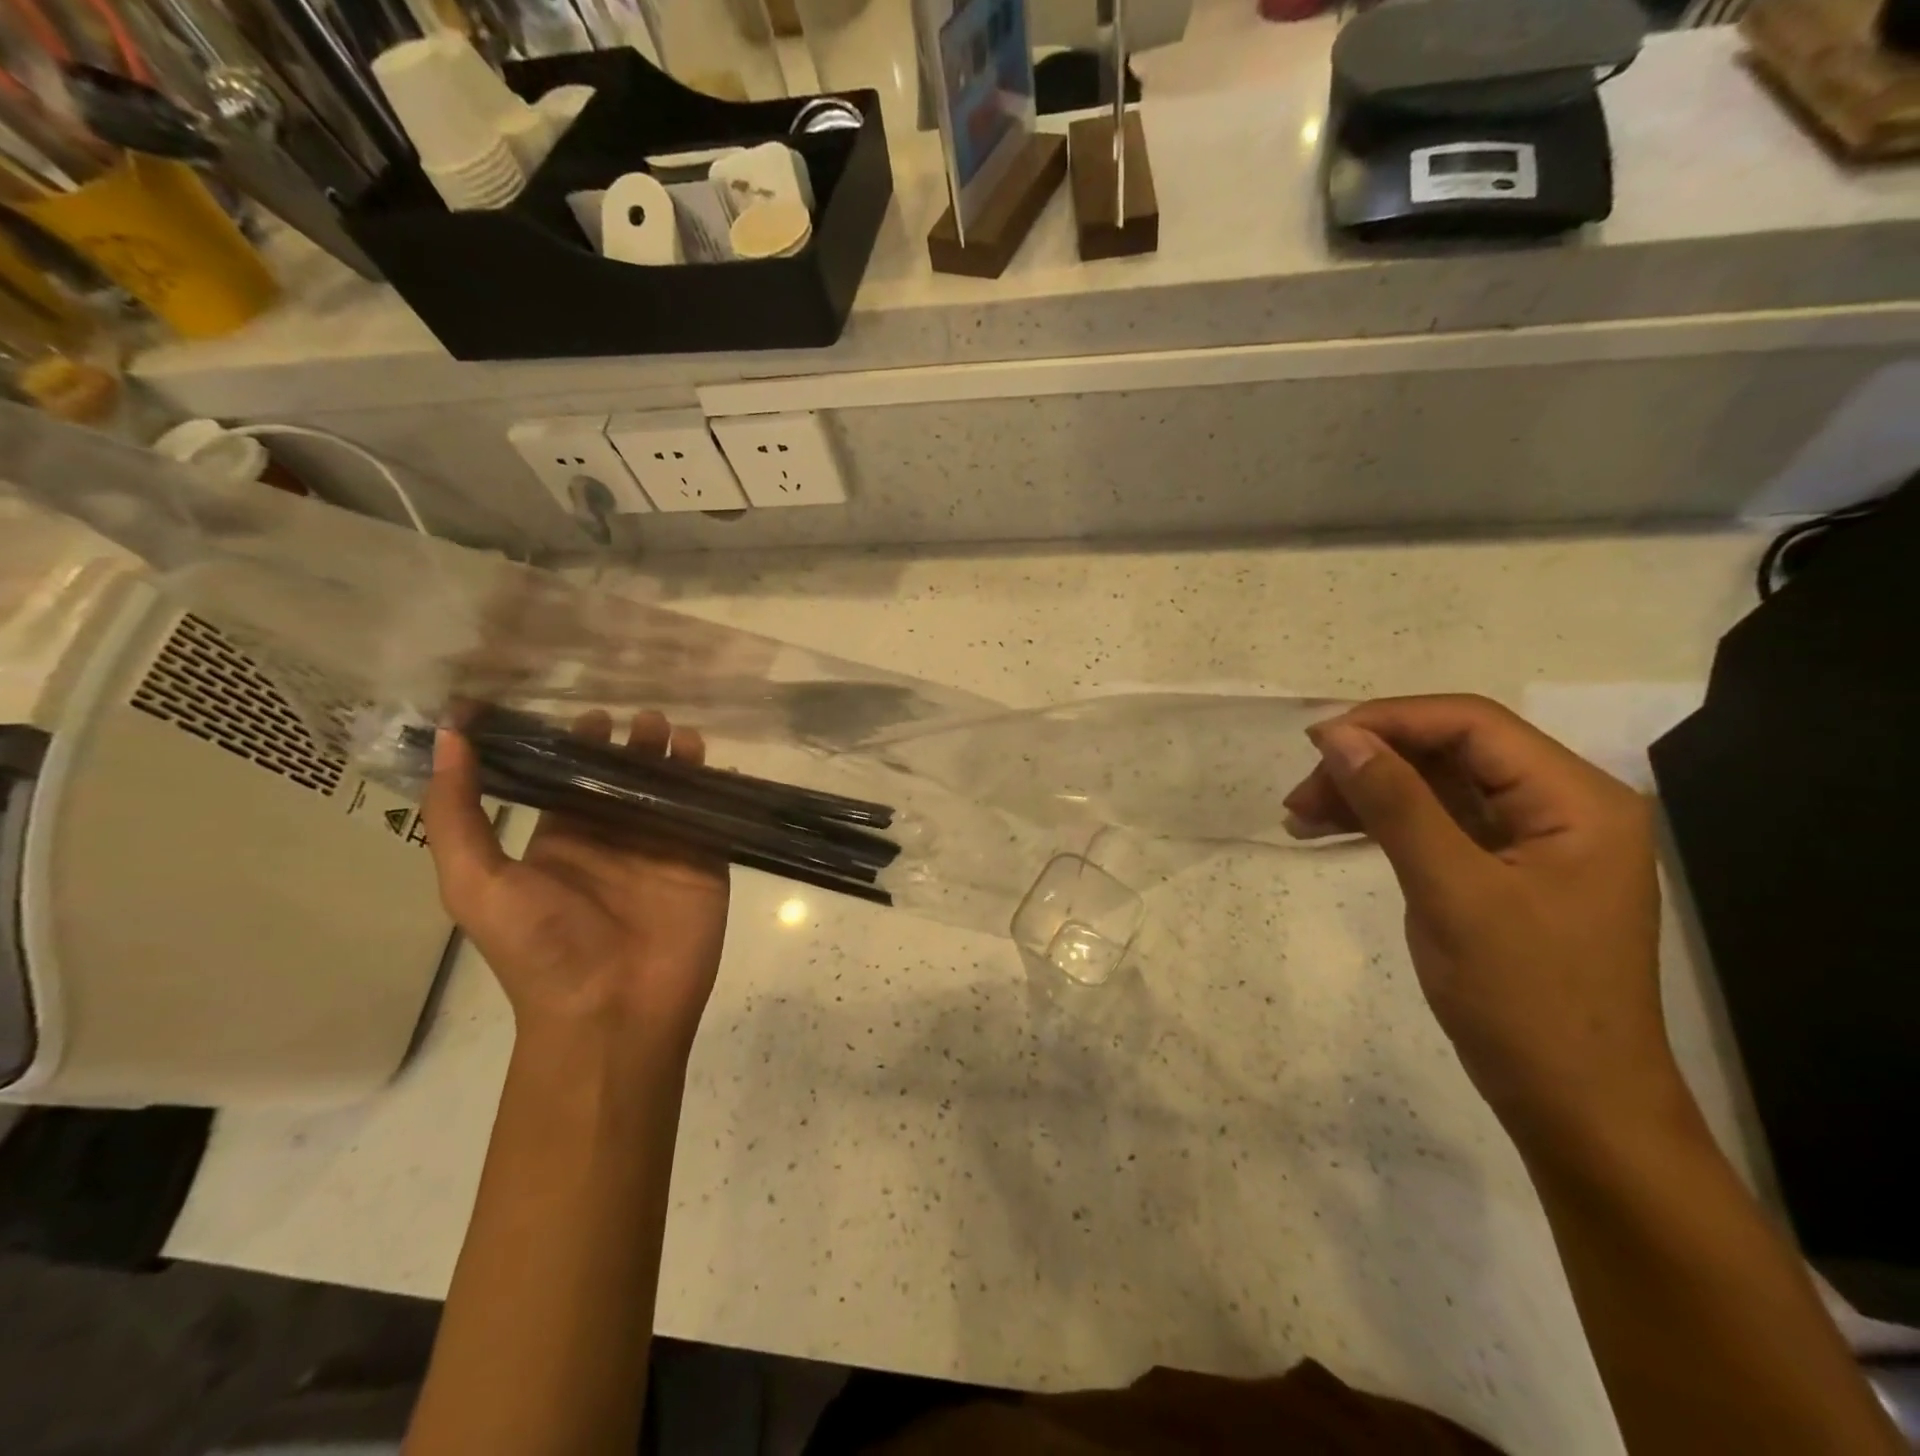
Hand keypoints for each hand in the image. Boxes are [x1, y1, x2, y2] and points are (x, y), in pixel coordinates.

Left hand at [423, 710, 730, 1060]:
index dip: (580, 743)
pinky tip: (716, 760)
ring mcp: (664, 849)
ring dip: (676, 756)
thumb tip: (450, 733)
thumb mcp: (478, 882)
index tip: (591, 714)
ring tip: (677, 732)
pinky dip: (716, 786)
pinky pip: (712, 814)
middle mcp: (615, 838)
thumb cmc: (543, 948)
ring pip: (673, 788)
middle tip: (646, 718)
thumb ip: (459, 812)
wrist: (614, 1011)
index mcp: (563, 839)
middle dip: (635, 743)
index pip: (573, 777)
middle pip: (629, 775)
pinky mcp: (705, 862)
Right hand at [1284, 695, 1679, 1147]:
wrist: (1575, 1107)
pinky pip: (1436, 823)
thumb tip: (1338, 736)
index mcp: (1576, 799)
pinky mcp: (1504, 870)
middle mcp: (1561, 805)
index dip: (1389, 721)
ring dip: (1367, 793)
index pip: (1472, 725)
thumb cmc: (1526, 1000)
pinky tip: (1331, 830)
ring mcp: (1533, 840)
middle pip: (1450, 752)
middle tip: (1301, 796)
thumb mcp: (1452, 893)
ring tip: (1300, 816)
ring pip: (1435, 786)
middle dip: (1370, 763)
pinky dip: (1383, 823)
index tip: (1316, 743)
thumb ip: (1397, 804)